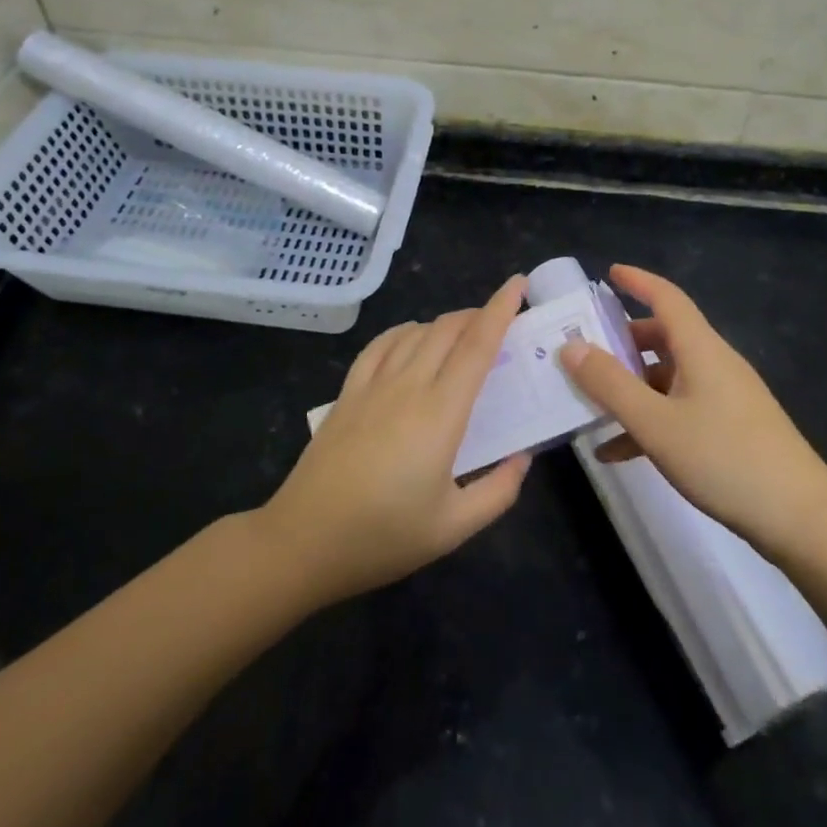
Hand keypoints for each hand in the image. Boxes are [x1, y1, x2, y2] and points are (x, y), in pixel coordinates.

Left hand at [258, 276, 532, 605]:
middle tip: (500, 322)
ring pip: (415, 333)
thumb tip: (523, 457)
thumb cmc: (382, 537)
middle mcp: (408, 386)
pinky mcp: (347, 393)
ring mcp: (372, 386)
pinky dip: (404, 332)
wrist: (302, 541)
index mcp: (441, 413)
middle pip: (447, 330)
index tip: (518, 284)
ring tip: (462, 333)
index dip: (499, 310)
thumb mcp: (453, 529)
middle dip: (477, 314)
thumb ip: (498, 491)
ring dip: (444, 324)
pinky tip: (411, 339)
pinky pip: (380, 345)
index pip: (477, 346)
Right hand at [559, 264, 826, 558]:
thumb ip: (609, 384)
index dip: (638, 281)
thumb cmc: (724, 458)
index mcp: (701, 349)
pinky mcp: (731, 429)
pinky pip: (680, 411)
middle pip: (664, 338)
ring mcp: (726, 397)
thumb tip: (570, 346)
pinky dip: (650, 421)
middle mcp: (714, 364)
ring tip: (591, 406)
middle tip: (586, 350)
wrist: (801, 519)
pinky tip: (617, 452)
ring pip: (668, 378)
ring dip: (631, 388)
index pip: (667, 298)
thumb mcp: (655, 423)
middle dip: (623, 342)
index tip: (608, 273)